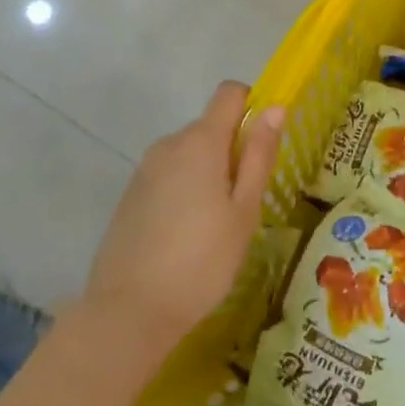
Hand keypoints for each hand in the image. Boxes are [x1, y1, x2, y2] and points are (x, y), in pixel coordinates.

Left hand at [82, 82, 282, 359]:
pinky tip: (186, 236)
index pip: (229, 93)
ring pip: (189, 154)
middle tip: (244, 203)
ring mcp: (144, 169)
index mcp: (200, 141)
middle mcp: (168, 144)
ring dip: (209, 173)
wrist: (129, 312)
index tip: (263, 145)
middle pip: (210, 127)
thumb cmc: (201, 261)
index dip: (252, 106)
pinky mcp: (130, 195)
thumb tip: (276, 107)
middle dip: (232, 151)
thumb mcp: (244, 210)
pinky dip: (184, 190)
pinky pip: (168, 176)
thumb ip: (258, 155)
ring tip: (217, 225)